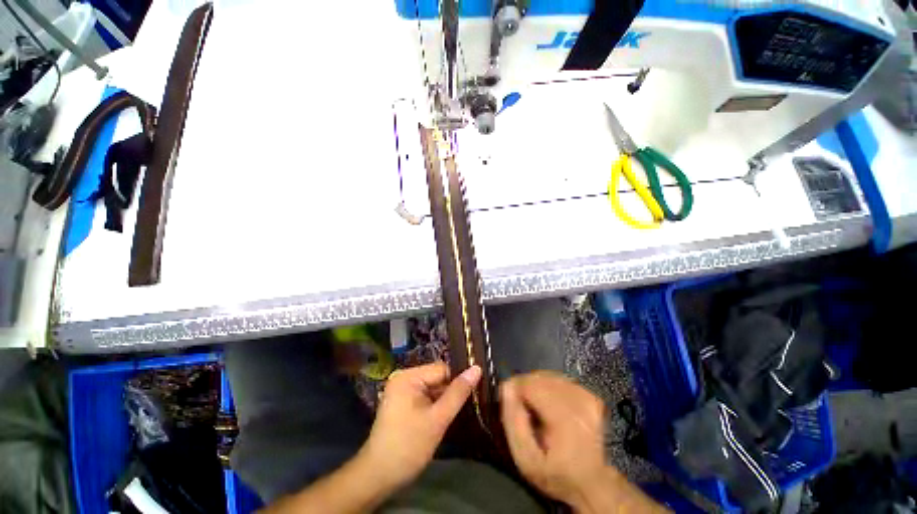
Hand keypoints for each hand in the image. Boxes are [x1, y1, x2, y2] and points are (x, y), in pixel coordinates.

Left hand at [359, 362, 481, 489]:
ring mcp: (401, 390)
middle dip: (449, 393)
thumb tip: (477, 368)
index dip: (457, 382)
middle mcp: (403, 377)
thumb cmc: (408, 446)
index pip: (442, 369)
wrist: (378, 477)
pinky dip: (434, 406)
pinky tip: (440, 419)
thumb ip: (458, 393)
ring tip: (452, 416)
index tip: (471, 397)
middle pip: (437, 378)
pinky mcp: (402, 402)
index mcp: (408, 376)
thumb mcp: (437, 419)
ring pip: (432, 388)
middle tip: (462, 410)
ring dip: (443, 401)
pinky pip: (425, 397)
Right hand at [500, 371, 606, 503]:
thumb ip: (513, 422)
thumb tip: (506, 387)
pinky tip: (547, 404)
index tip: (506, 401)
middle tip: (519, 407)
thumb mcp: (525, 459)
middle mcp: (579, 402)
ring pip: (548, 376)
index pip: (531, 385)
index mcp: (566, 420)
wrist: (591, 483)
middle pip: (539, 378)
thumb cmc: (555, 475)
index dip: (514, 388)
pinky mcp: (589, 395)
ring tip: (533, 407)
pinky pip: (558, 379)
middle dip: (523, 387)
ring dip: (535, 386)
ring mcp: (586, 397)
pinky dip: (547, 386)